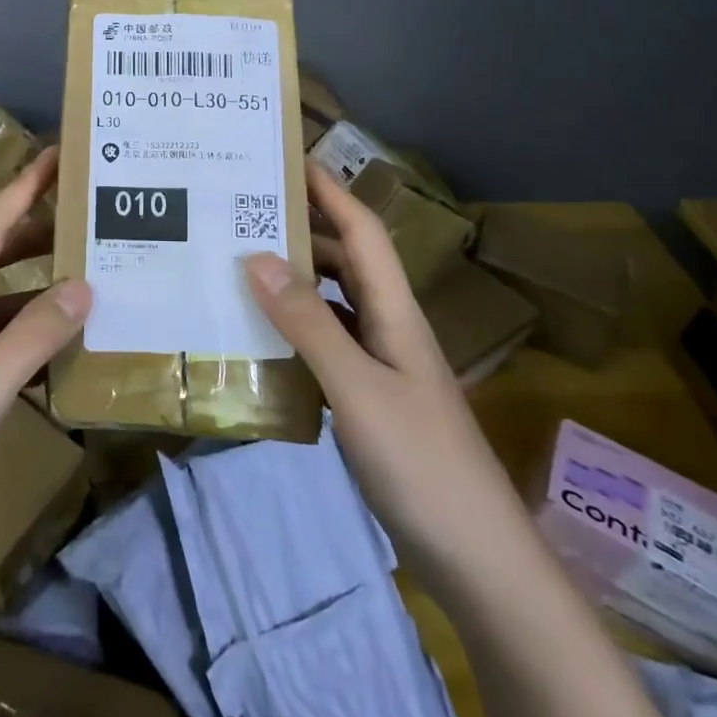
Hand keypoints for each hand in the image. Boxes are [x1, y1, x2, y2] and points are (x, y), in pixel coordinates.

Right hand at [242, 166, 529, 592]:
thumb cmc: (422, 463)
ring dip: (295, 278)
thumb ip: (308, 323)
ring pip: (334, 302)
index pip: (362, 232)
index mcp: (395, 312)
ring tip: (239, 263)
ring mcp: (382, 366)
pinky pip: (327, 344)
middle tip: (242, 211)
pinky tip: (261, 335)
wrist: (477, 558)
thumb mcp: (356, 387)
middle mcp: (389, 327)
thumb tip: (256, 256)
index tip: (287, 158)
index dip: (329, 190)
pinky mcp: (370, 399)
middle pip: (346, 260)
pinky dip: (295, 328)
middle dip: (302, 228)